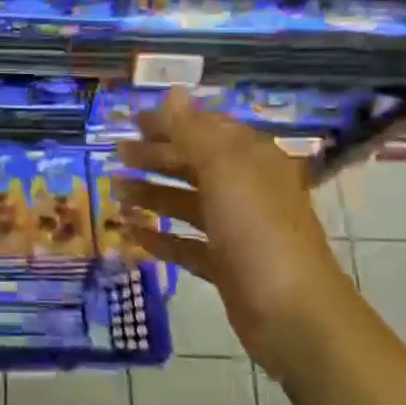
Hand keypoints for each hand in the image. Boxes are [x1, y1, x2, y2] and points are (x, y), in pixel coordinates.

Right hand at [119, 89, 352, 379]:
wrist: (292, 313)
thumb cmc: (257, 231)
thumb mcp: (224, 171)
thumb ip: (193, 132)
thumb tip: (173, 91)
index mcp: (252, 160)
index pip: (207, 129)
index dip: (172, 123)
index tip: (133, 121)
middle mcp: (246, 190)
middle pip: (195, 164)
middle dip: (156, 156)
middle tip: (116, 154)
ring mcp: (237, 230)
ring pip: (188, 203)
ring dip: (152, 194)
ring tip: (114, 191)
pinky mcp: (226, 265)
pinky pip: (187, 244)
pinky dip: (160, 237)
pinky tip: (132, 233)